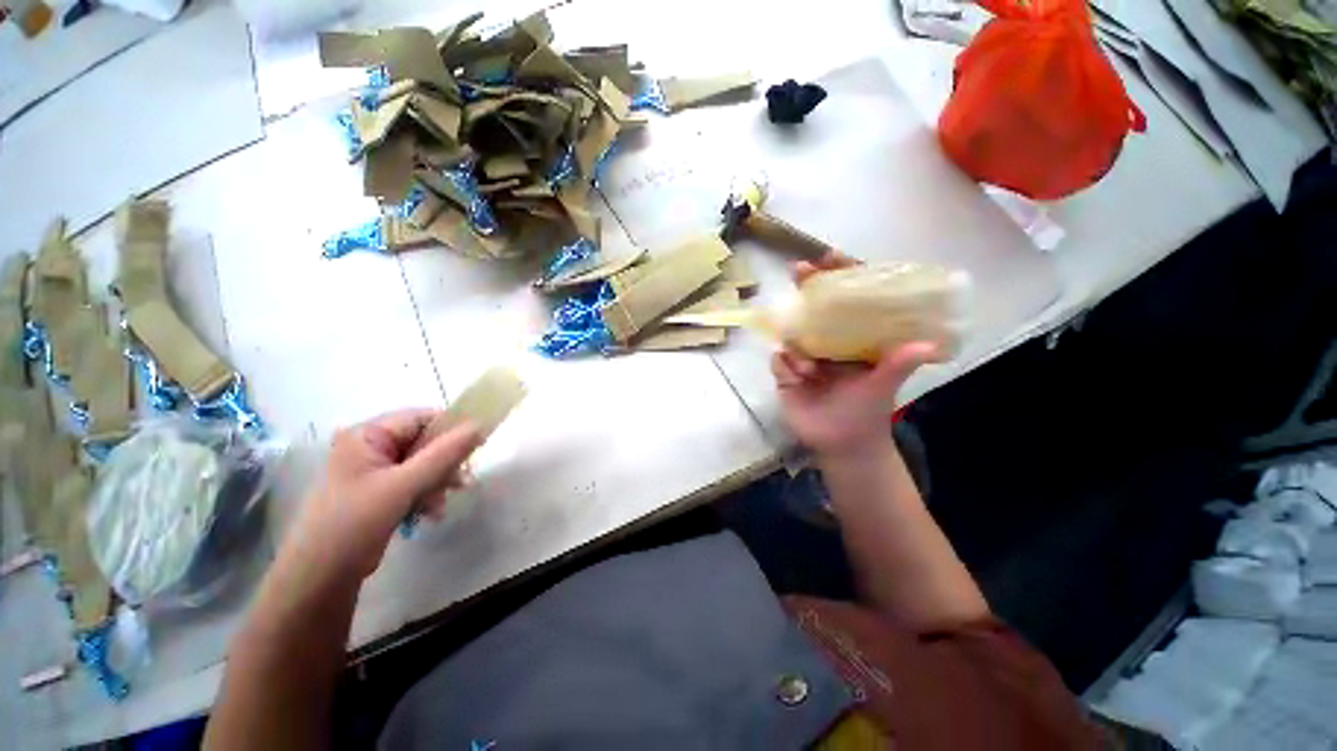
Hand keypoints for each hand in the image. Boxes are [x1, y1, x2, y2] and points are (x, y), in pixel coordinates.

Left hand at [286, 410, 481, 581]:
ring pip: (425, 463)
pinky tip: (431, 513)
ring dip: (439, 482)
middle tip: (461, 483)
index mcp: (367, 435)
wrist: (320, 577)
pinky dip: (428, 494)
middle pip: (425, 442)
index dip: (452, 430)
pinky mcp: (380, 490)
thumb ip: (445, 453)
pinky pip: (416, 481)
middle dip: (445, 464)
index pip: (422, 418)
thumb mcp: (403, 485)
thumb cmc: (354, 523)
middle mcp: (371, 446)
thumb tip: (481, 425)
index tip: (476, 448)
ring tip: (441, 505)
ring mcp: (374, 469)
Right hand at [773, 251, 936, 458]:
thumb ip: (897, 365)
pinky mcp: (786, 374)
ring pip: (791, 334)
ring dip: (795, 343)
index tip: (830, 257)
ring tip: (808, 368)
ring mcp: (804, 356)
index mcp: (853, 338)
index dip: (839, 276)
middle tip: (799, 269)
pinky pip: (778, 360)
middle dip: (805, 287)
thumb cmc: (866, 412)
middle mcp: (828, 341)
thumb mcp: (882, 386)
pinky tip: (799, 379)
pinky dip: (785, 366)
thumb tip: (924, 346)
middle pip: (813, 307)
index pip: (847, 300)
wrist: (841, 444)